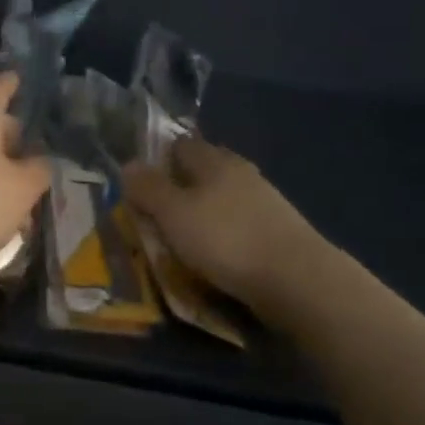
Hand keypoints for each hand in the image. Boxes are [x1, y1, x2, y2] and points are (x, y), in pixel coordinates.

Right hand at [123, 136, 338, 324]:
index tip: (139, 183)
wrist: (296, 279)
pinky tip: (213, 252)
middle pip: (202, 171)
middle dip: (179, 187)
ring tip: (181, 237)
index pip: (180, 145)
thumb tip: (128, 164)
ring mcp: (264, 201)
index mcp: (215, 161)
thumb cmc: (225, 239)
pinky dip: (221, 233)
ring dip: (201, 212)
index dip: (158, 159)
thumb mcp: (173, 214)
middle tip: (156, 213)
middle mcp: (241, 172)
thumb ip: (149, 188)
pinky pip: (237, 223)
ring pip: (221, 198)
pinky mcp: (277, 230)